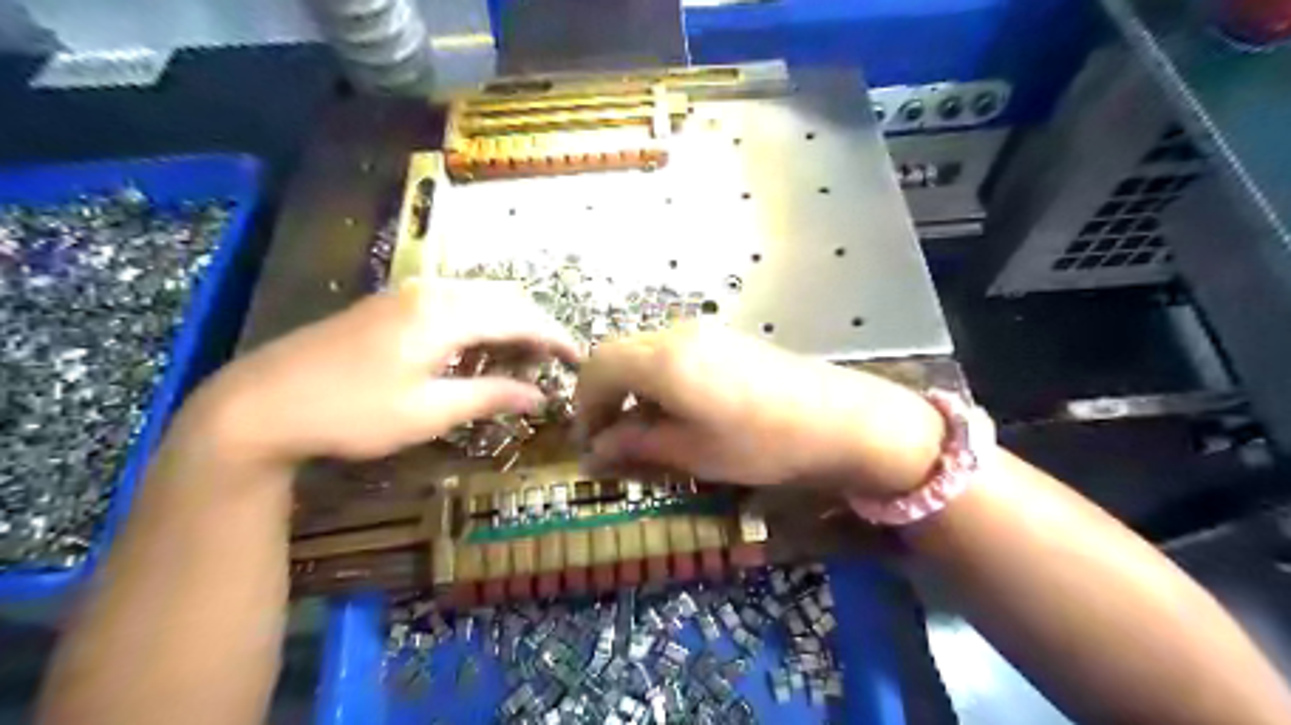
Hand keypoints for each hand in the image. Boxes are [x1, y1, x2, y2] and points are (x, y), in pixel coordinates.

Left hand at [188, 278, 580, 463]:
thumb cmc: (352, 412)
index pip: (521, 317)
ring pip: (480, 298)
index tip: (579, 360)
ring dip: (508, 325)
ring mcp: (409, 294)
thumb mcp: (429, 412)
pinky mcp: (392, 304)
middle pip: (504, 300)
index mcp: (446, 314)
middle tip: (552, 365)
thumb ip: (491, 396)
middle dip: (535, 328)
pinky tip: (478, 352)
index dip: (555, 338)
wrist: (261, 403)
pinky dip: (480, 324)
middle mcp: (433, 291)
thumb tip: (541, 397)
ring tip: (521, 362)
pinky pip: (455, 303)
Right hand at [581, 322, 944, 497]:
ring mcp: (704, 332)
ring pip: (645, 352)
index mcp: (661, 360)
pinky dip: (658, 378)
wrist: (838, 418)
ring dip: (632, 386)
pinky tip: (677, 408)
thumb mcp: (691, 451)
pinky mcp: (726, 338)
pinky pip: (673, 352)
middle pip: (618, 354)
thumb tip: (595, 451)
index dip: (584, 403)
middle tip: (611, 436)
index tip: (589, 440)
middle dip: (605, 394)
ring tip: (644, 427)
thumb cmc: (760, 442)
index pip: (597, 367)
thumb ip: (636, 444)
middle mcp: (676, 334)